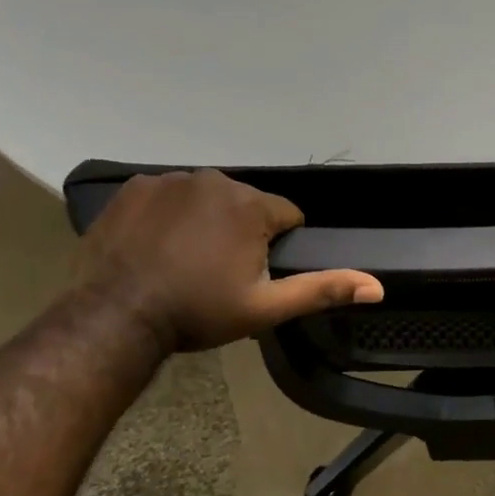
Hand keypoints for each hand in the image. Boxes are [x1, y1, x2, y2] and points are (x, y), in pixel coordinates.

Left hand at [73, 170, 382, 353]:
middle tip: (220, 273)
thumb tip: (378, 286)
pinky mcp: (134, 188)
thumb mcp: (267, 307)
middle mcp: (213, 180)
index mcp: (250, 205)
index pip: (287, 216)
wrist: (116, 316)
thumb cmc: (198, 312)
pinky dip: (170, 215)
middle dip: (243, 232)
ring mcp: (169, 180)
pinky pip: (169, 196)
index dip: (278, 246)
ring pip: (208, 199)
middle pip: (246, 205)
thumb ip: (322, 290)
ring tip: (186, 261)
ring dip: (207, 222)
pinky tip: (158, 246)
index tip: (254, 274)